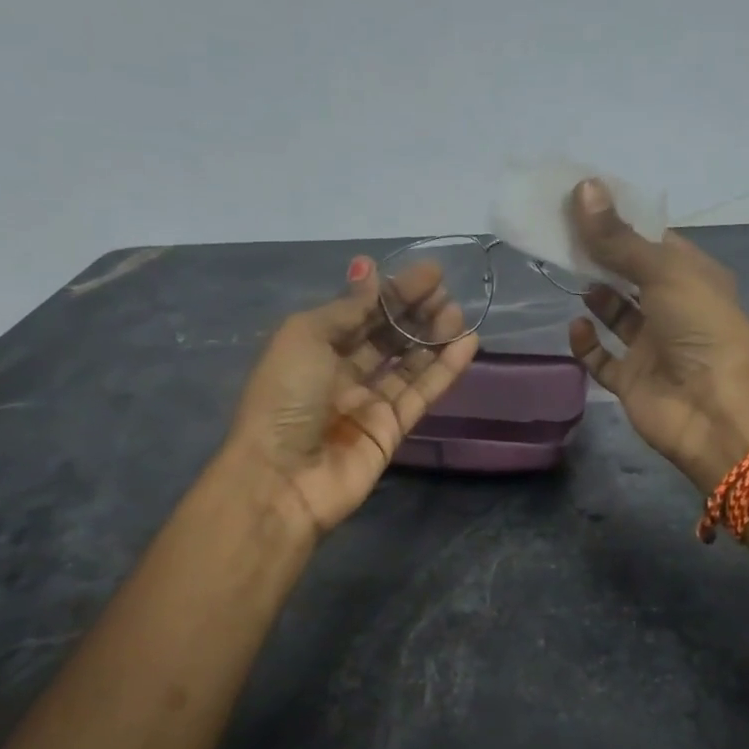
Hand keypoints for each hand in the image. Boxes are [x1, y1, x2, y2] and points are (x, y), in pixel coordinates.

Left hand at [225, 256, 477, 534]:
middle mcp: (341, 372)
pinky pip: (422, 393)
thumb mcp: (306, 337)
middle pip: (386, 336)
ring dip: (434, 337)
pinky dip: (444, 370)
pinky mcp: (392, 430)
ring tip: (458, 314)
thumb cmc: (284, 398)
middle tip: (446, 292)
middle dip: (416, 312)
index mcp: (313, 347)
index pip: (361, 312)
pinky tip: (467, 344)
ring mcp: (368, 403)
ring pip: (409, 363)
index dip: (393, 292)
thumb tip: (369, 269)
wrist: (282, 479)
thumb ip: (348, 307)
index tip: (431, 272)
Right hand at [566, 179, 748, 492]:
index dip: (622, 223)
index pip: (654, 242)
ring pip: (617, 316)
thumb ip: (619, 238)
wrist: (716, 412)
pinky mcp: (632, 381)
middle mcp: (674, 310)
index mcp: (693, 278)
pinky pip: (602, 359)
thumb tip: (583, 188)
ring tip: (569, 274)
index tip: (583, 203)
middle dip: (602, 258)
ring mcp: (652, 347)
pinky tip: (576, 325)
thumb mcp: (663, 272)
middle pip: (631, 276)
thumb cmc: (700, 329)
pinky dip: (587, 343)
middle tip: (564, 235)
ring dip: (596, 297)